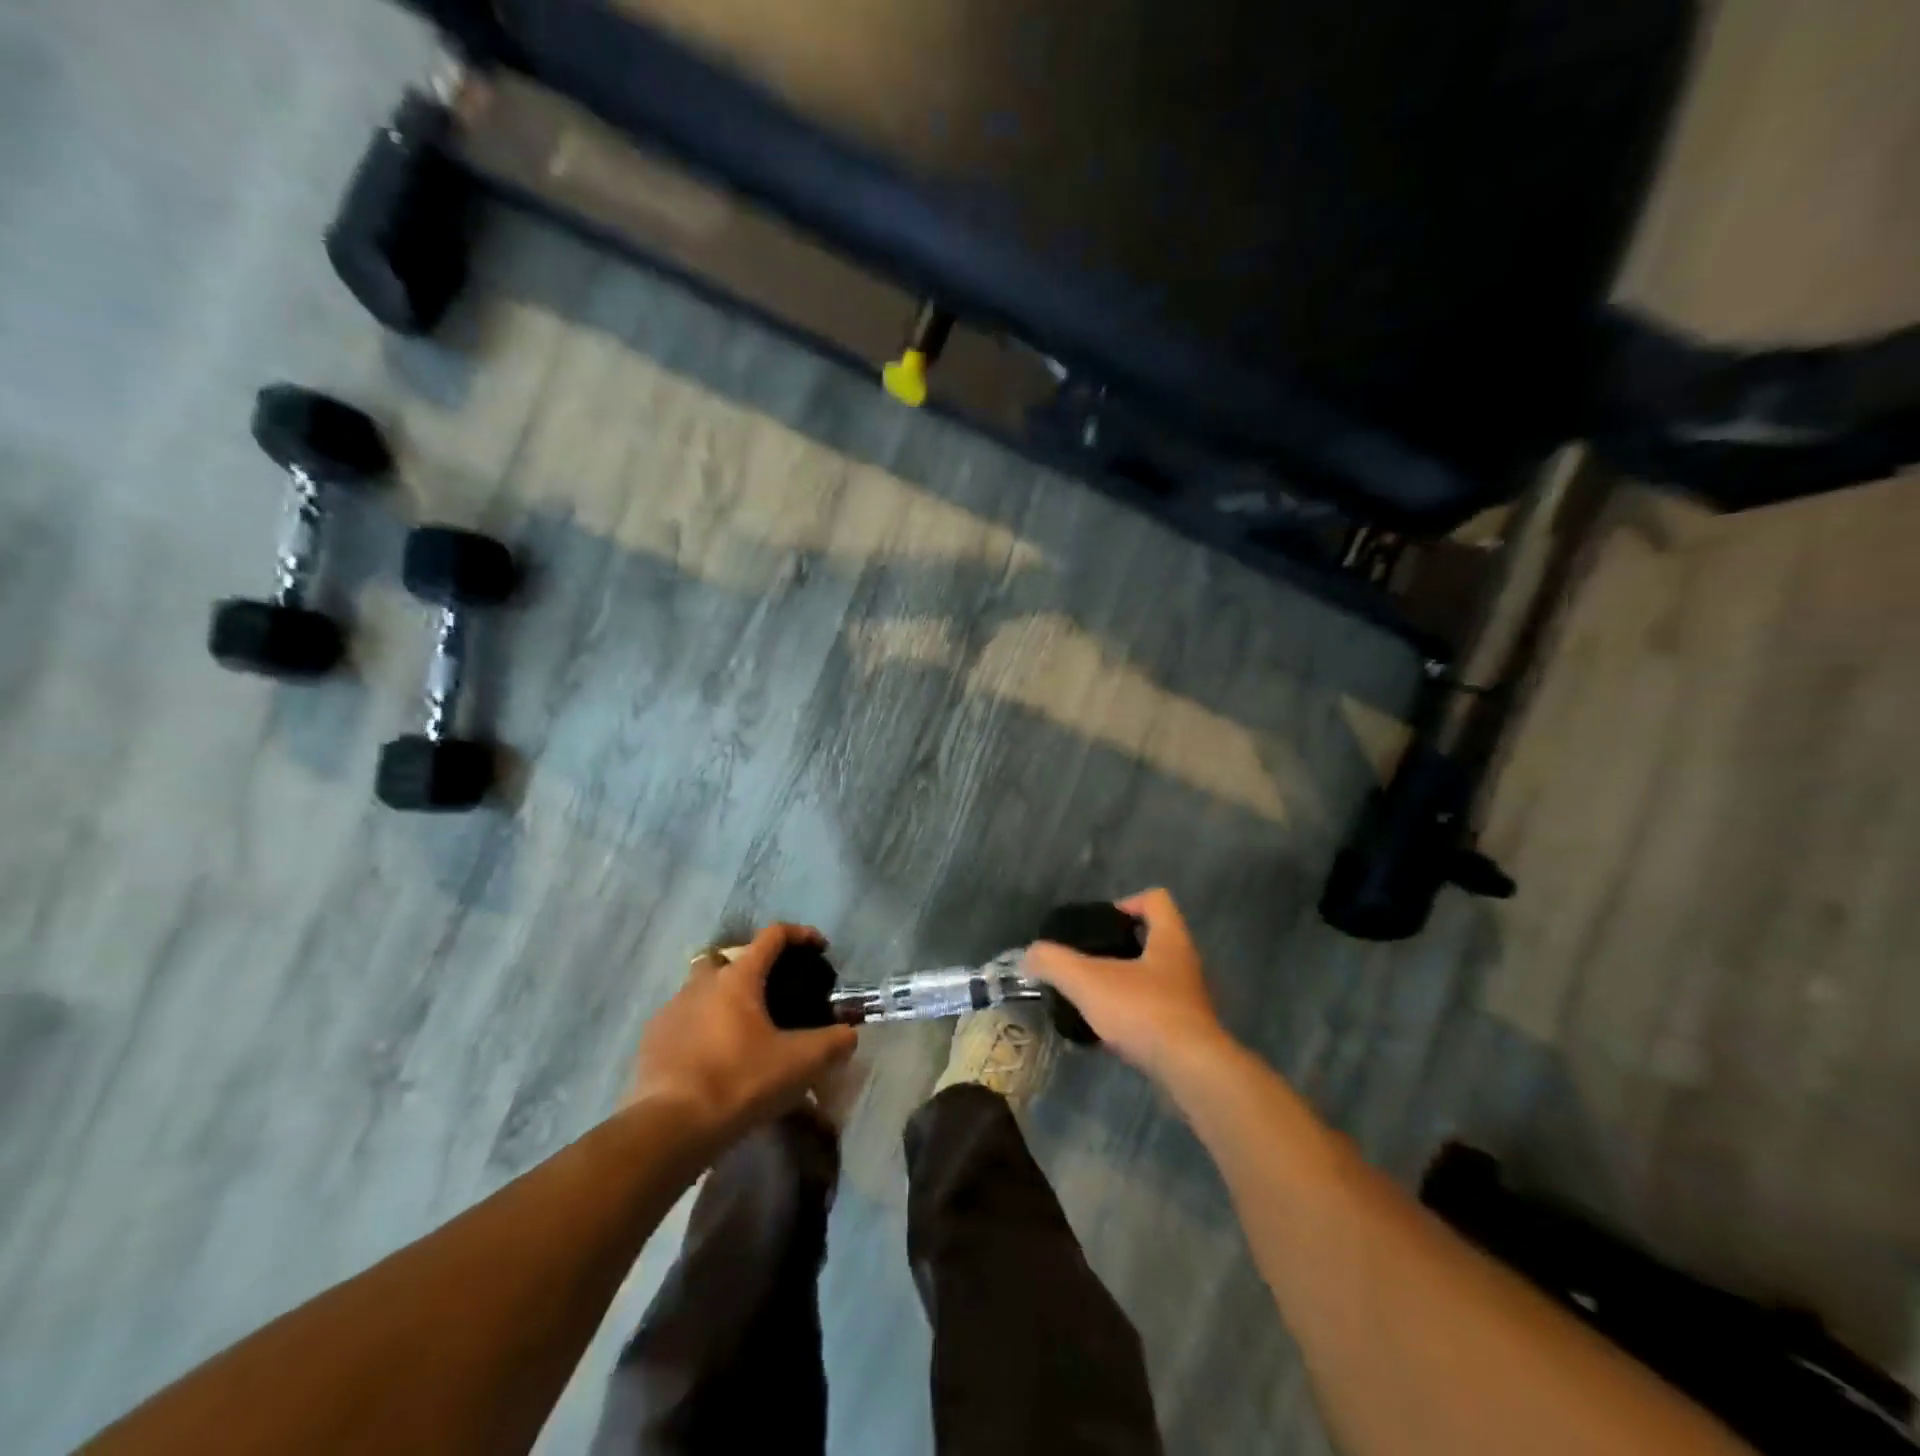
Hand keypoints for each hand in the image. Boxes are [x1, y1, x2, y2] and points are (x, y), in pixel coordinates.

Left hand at [629, 924, 857, 1143]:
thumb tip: (849, 1035)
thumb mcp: (801, 1063)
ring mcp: (670, 1010)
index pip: (773, 936)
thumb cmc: (741, 1081)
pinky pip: (681, 1022)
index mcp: (739, 977)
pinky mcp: (651, 1041)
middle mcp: (702, 983)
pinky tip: (712, 1059)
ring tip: (741, 1034)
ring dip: (721, 1001)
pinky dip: (699, 1030)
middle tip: (770, 995)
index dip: (800, 934)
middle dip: (749, 968)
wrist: (670, 1127)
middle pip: (727, 958)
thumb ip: (834, 1043)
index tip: (819, 947)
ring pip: (700, 990)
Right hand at [1025, 889, 1230, 1080]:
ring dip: (1125, 986)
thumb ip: (1054, 963)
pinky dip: (1132, 1019)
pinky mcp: (1188, 1033)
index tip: (1101, 924)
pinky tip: (1107, 1035)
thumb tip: (1031, 955)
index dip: (1128, 903)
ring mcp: (1189, 1001)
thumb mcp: (1087, 981)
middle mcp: (1185, 965)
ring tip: (1092, 1000)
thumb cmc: (1142, 1010)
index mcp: (1170, 940)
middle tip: (1089, 962)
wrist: (1189, 1071)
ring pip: (1154, 980)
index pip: (1156, 900)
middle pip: (1154, 940)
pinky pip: (1155, 1014)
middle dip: (1121, 949)